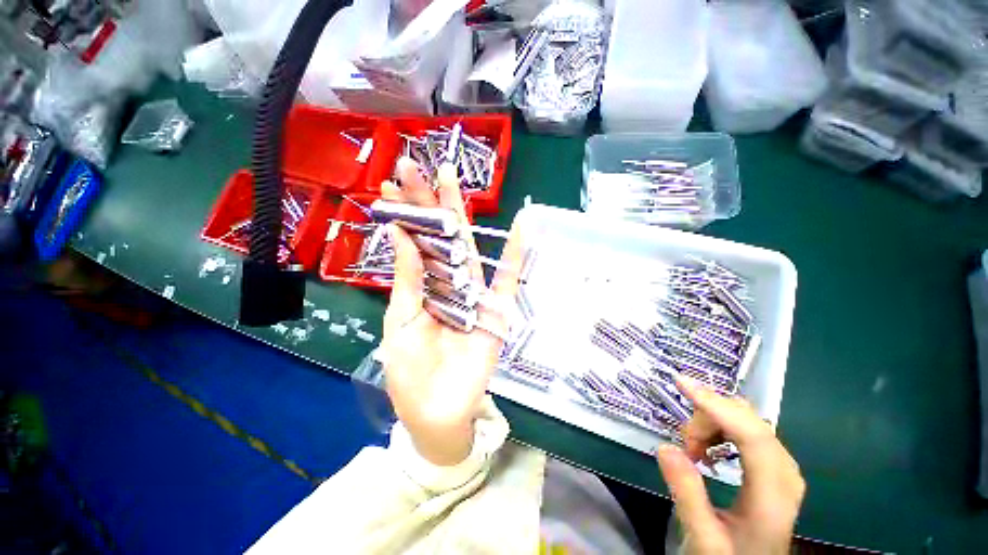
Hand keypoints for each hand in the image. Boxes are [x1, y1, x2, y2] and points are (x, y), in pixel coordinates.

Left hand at [379, 157, 523, 466]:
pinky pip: (509, 279)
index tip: (392, 183)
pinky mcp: (496, 310)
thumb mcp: (400, 322)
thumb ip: (407, 280)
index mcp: (422, 288)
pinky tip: (524, 226)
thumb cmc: (412, 371)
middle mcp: (448, 284)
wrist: (438, 412)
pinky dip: (517, 254)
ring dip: (461, 215)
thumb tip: (401, 236)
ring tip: (451, 178)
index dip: (405, 214)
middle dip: (428, 203)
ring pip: (468, 248)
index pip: (414, 243)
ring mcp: (474, 294)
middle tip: (416, 166)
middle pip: (439, 237)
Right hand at [656, 377, 805, 554]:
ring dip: (711, 424)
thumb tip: (665, 447)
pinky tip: (706, 450)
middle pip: (748, 421)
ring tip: (692, 451)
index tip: (681, 384)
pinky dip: (719, 429)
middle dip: (707, 418)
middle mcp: (785, 473)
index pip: (752, 435)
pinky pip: (745, 430)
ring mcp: (781, 467)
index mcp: (774, 495)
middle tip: (684, 443)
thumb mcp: (704, 538)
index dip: (717, 405)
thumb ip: (687, 495)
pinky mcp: (772, 465)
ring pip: (745, 420)